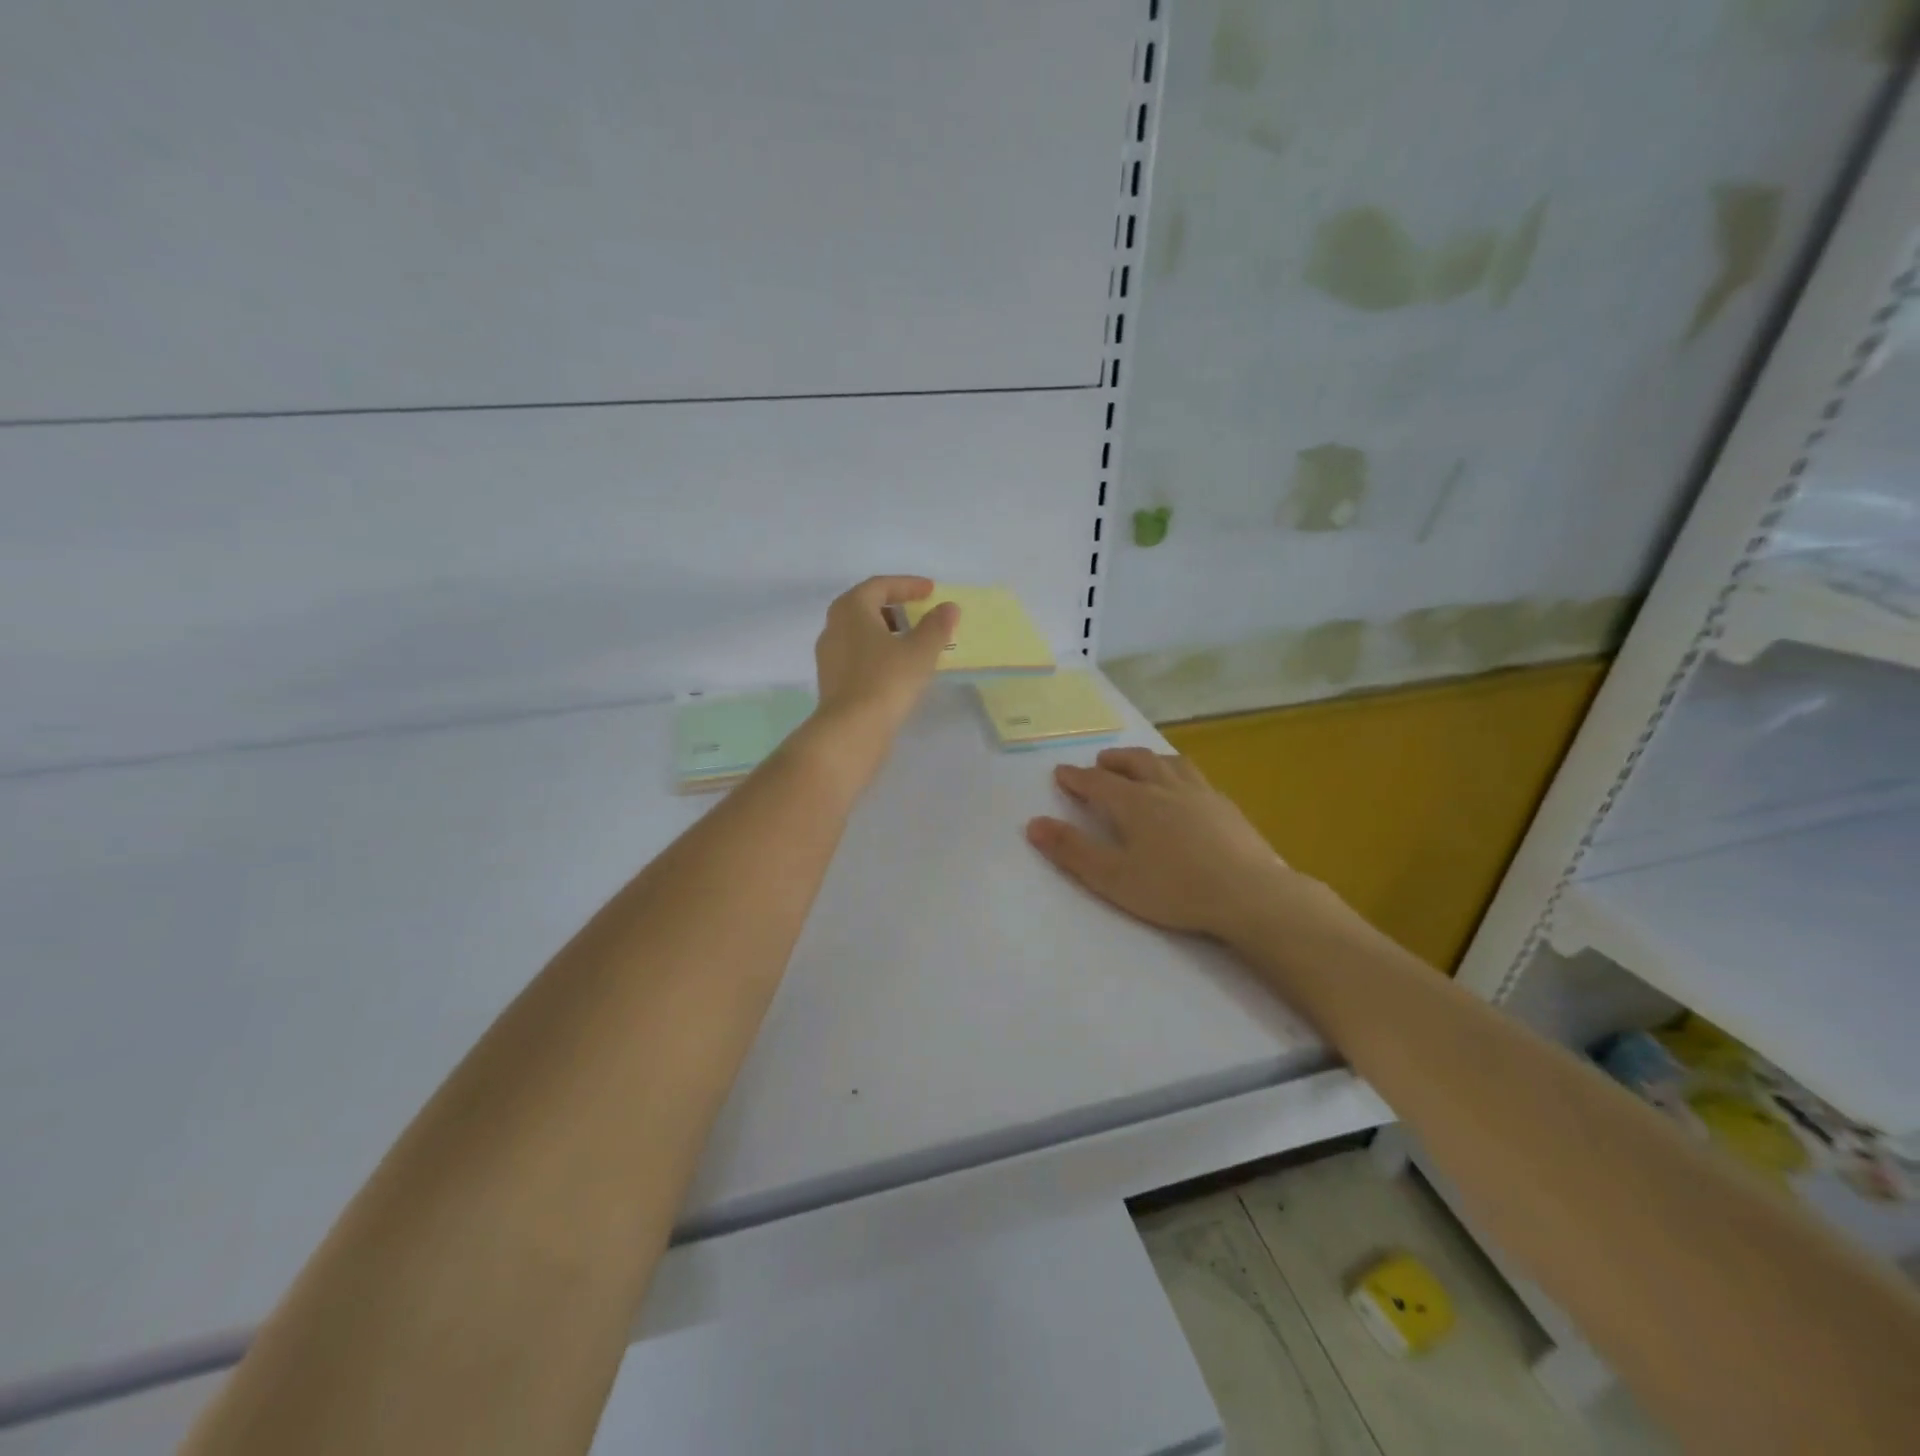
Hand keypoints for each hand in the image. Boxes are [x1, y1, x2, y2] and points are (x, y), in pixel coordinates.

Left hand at [809, 576, 957, 767]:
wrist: (851, 730)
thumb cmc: (886, 681)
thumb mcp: (920, 651)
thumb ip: (936, 626)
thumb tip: (948, 607)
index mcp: (851, 608)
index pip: (880, 585)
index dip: (908, 585)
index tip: (931, 590)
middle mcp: (834, 626)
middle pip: (865, 606)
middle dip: (894, 607)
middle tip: (919, 612)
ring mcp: (829, 655)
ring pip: (860, 632)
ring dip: (886, 631)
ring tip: (912, 642)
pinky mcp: (831, 680)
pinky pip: (857, 655)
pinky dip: (878, 652)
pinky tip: (897, 667)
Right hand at [1026, 747, 1293, 941]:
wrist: (1249, 894)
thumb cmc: (1174, 889)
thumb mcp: (1113, 877)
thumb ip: (1072, 850)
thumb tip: (1034, 823)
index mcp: (1135, 803)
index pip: (1097, 782)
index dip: (1076, 778)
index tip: (1061, 773)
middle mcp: (1165, 788)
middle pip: (1135, 762)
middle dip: (1112, 761)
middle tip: (1099, 763)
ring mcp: (1200, 794)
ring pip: (1169, 763)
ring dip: (1147, 760)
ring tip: (1141, 765)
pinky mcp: (1226, 807)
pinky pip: (1195, 777)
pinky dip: (1178, 774)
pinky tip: (1185, 791)